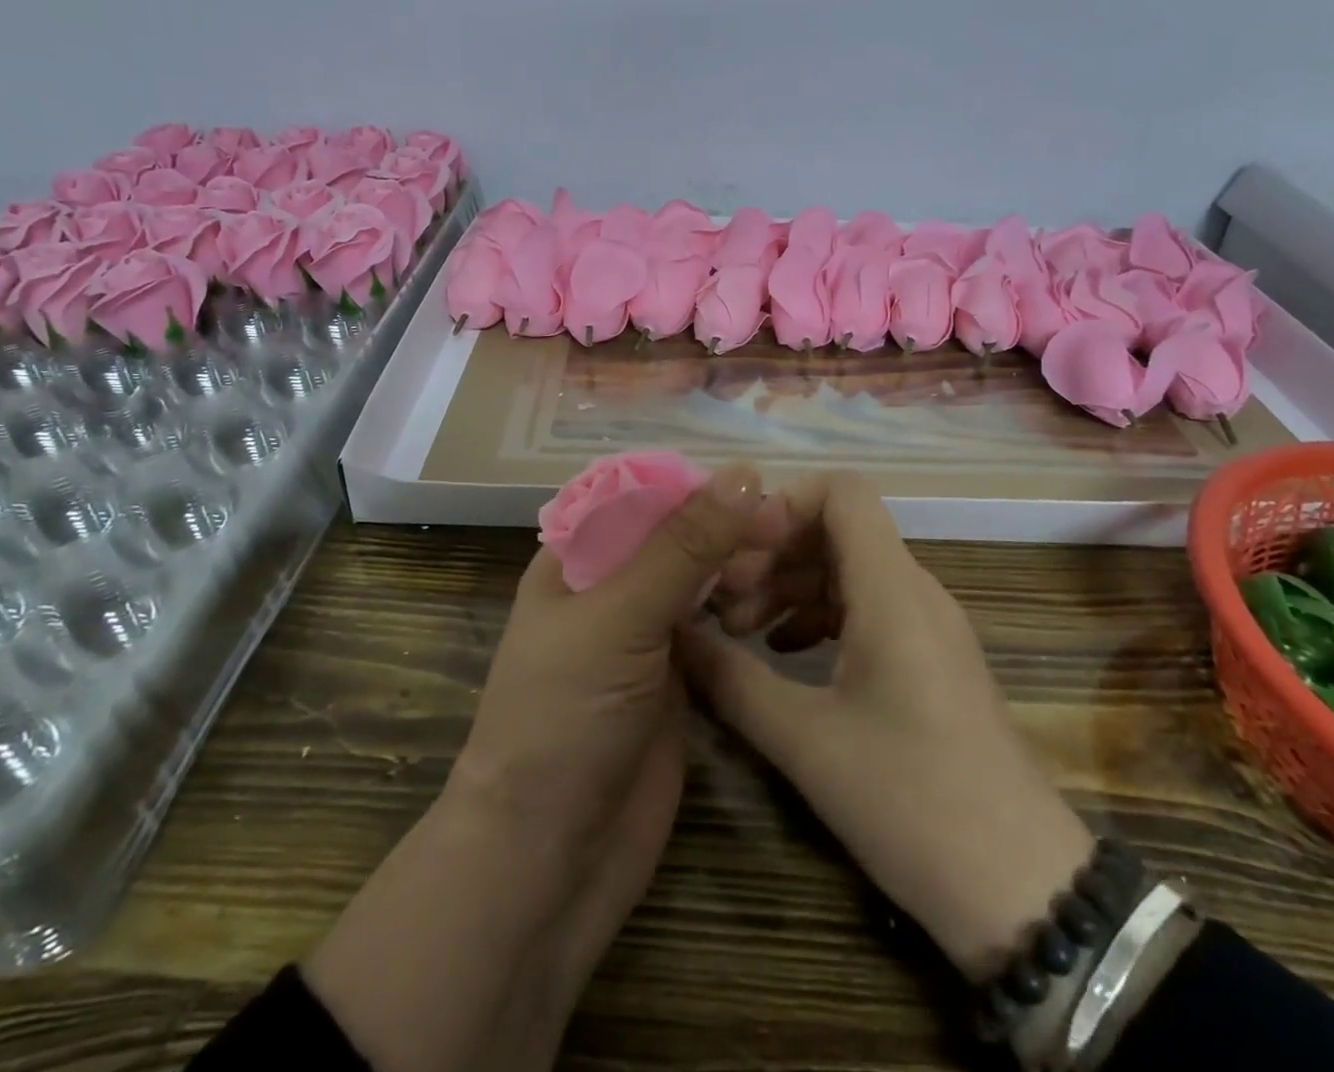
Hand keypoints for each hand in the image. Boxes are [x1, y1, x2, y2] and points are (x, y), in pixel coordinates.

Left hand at [305, 463, 771, 1071]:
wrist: (549, 860)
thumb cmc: (564, 720)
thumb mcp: (619, 618)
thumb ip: (682, 546)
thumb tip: (744, 473)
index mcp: (576, 558)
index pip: (642, 495)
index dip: (697, 485)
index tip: (759, 486)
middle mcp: (609, 587)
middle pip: (676, 534)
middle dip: (725, 526)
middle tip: (785, 533)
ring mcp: (643, 635)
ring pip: (698, 578)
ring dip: (736, 566)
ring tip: (782, 567)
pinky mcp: (675, 679)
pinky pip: (712, 626)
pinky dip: (740, 609)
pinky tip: (774, 604)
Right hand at [680, 471, 1094, 979]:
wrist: (1022, 889)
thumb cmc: (911, 800)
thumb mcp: (805, 741)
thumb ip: (731, 679)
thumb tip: (675, 634)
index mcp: (891, 589)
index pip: (841, 490)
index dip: (783, 502)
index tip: (737, 551)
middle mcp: (914, 590)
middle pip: (836, 528)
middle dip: (773, 552)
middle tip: (723, 602)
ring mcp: (927, 624)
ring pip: (848, 568)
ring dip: (790, 585)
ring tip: (741, 631)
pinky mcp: (930, 658)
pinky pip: (866, 606)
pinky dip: (817, 614)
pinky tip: (783, 654)